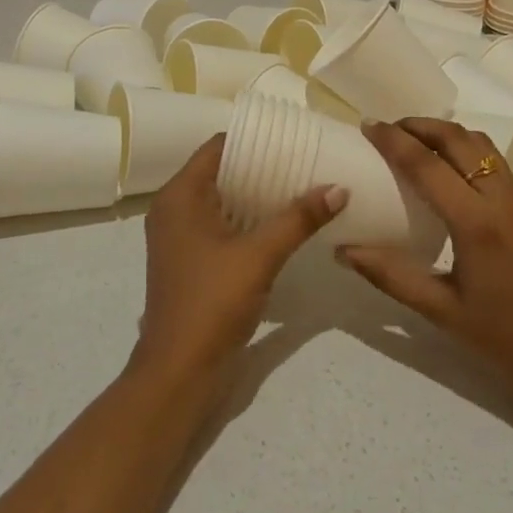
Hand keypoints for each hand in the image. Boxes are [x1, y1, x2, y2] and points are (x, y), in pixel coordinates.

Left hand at [132, 134, 344, 384]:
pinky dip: (247, 220)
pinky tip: (281, 224)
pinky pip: (220, 225)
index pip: (217, 147)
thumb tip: (339, 187)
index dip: (253, 139)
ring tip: (300, 187)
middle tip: (304, 161)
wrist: (178, 374)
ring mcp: (179, 238)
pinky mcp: (190, 262)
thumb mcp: (259, 256)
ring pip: (221, 201)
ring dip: (256, 195)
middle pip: (220, 172)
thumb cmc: (212, 303)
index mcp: (179, 196)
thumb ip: (298, 219)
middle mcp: (173, 209)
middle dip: (260, 167)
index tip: (291, 139)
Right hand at [339, 118, 512, 406]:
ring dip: (445, 132)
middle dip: (419, 124)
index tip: (367, 126)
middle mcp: (501, 198)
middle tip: (387, 129)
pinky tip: (449, 172)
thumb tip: (343, 251)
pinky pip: (495, 161)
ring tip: (415, 141)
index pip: (426, 164)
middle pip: (457, 138)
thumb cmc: (509, 340)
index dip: (393, 140)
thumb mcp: (443, 312)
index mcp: (476, 223)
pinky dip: (466, 150)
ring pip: (481, 144)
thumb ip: (391, 276)